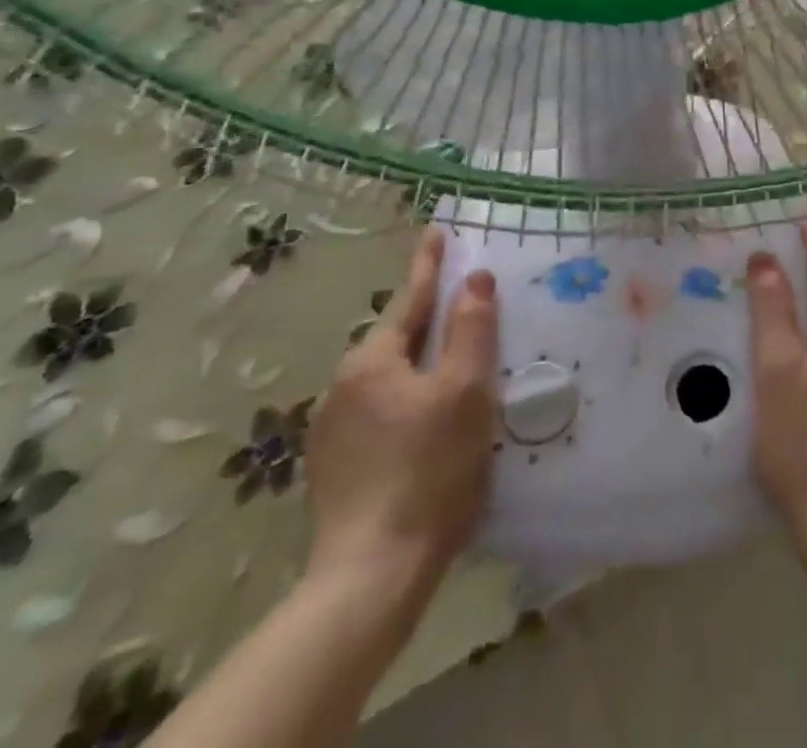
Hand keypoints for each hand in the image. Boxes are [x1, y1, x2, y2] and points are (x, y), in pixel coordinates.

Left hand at [303, 227, 499, 628]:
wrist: (372, 576)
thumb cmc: (429, 471)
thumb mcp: (465, 392)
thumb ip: (471, 329)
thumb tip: (474, 277)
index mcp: (372, 362)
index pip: (410, 298)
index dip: (429, 264)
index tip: (436, 230)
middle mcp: (343, 387)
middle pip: (396, 339)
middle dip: (427, 319)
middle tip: (459, 306)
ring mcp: (332, 431)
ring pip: (387, 378)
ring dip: (418, 364)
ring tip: (451, 367)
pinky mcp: (334, 468)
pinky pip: (378, 413)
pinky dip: (405, 402)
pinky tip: (425, 425)